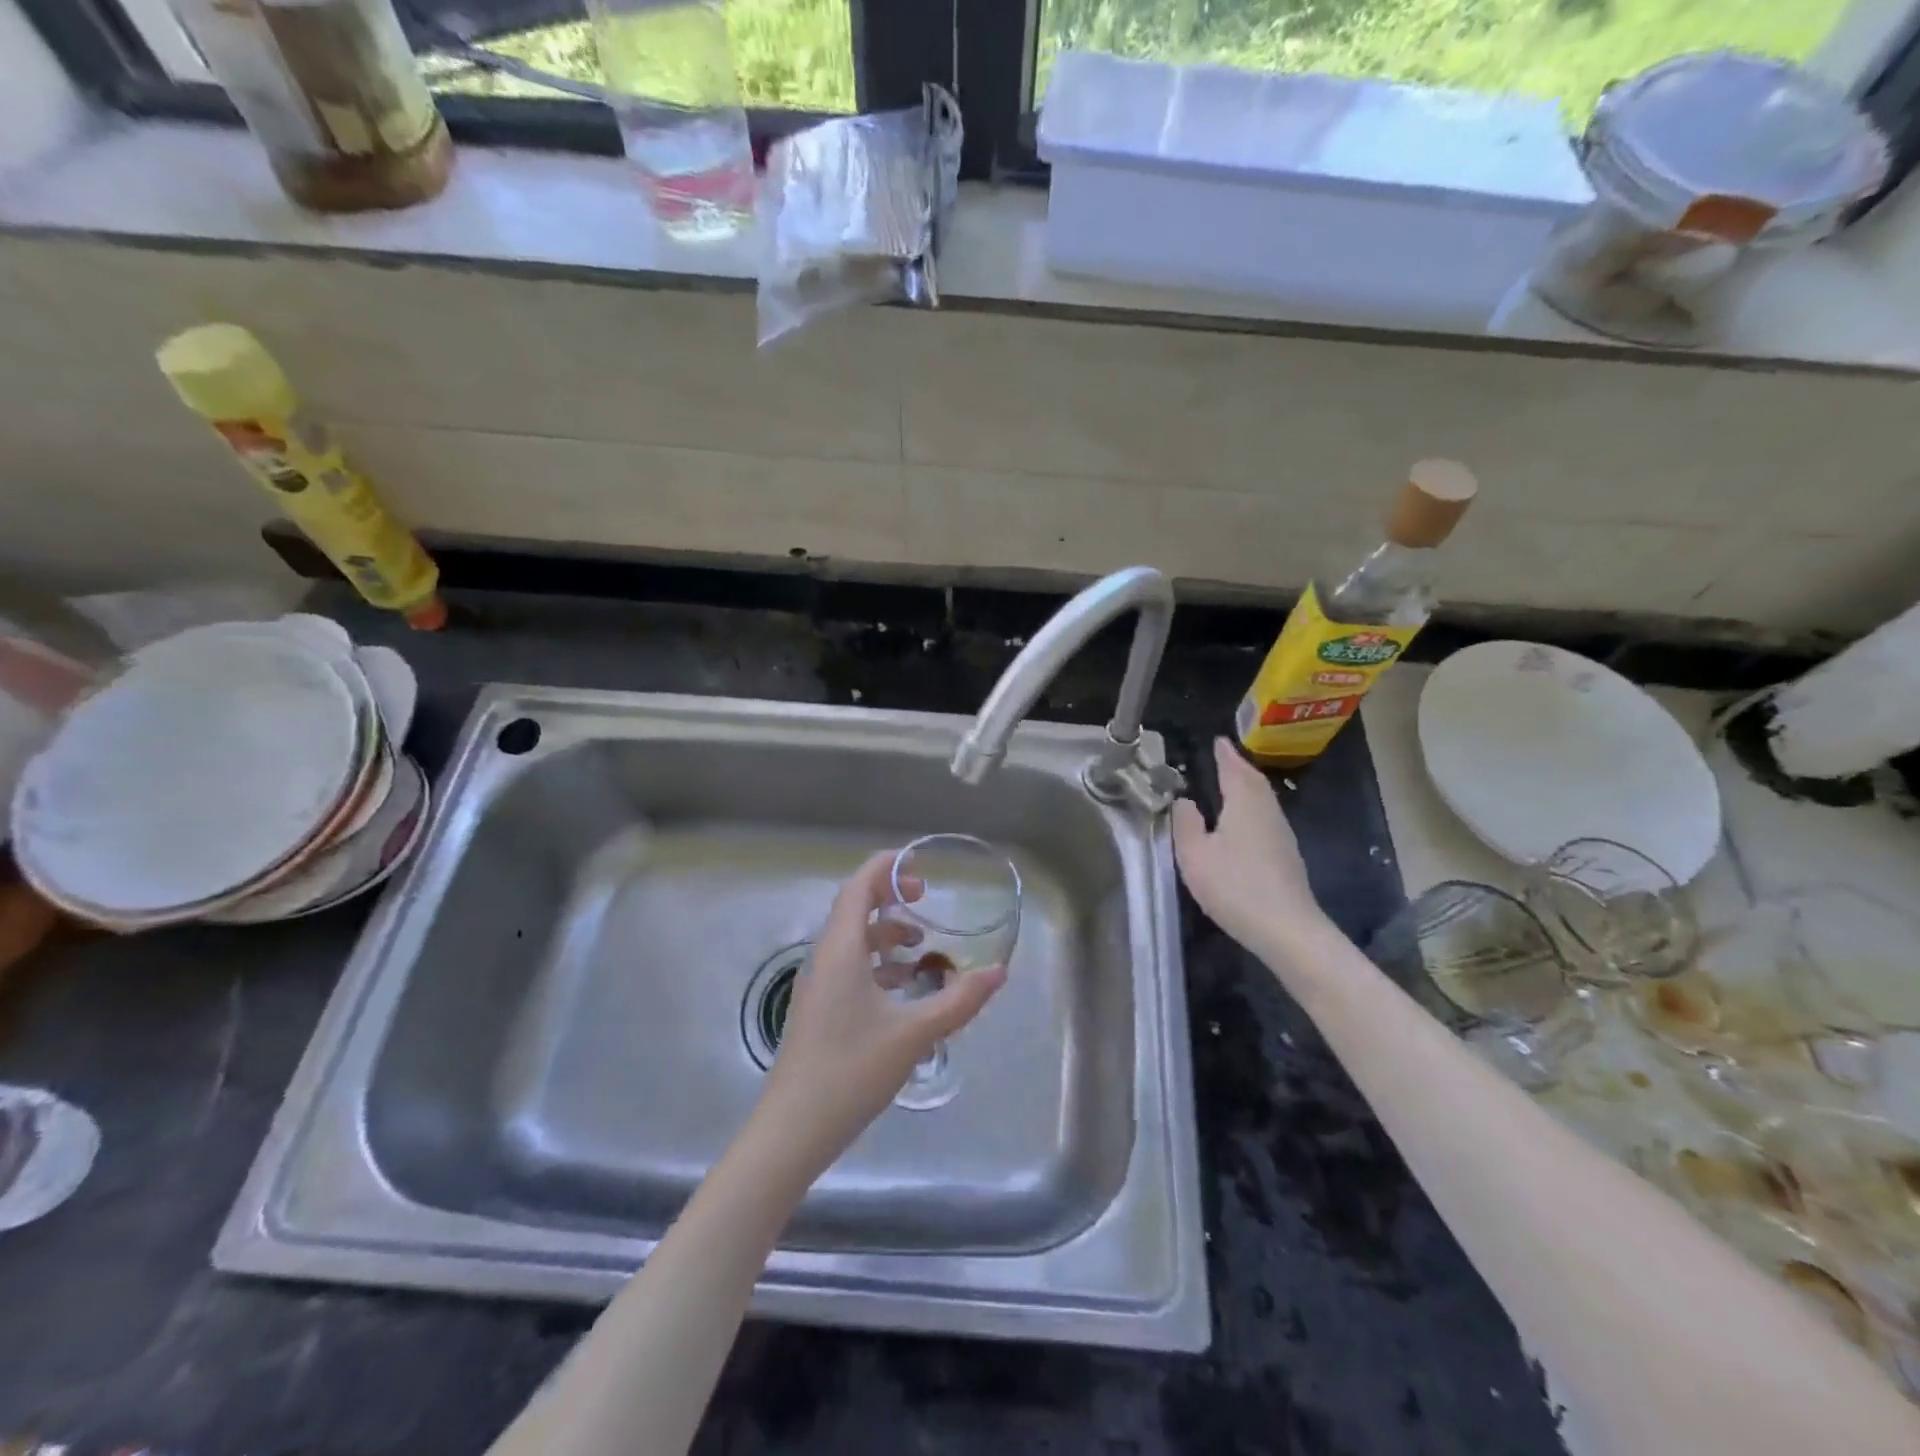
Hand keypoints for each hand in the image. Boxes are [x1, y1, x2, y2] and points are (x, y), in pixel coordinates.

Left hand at [757, 851, 1006, 1175]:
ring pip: (853, 942)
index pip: (859, 887)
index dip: (886, 867)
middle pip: (855, 909)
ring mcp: (818, 986)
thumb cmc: (851, 1070)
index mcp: (841, 950)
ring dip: (886, 935)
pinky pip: (850, 969)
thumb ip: (958, 1000)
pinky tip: (905, 991)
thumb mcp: (913, 1033)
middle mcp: (824, 959)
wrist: (792, 1130)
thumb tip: (998, 972)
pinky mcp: (819, 1011)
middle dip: (891, 898)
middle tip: (926, 901)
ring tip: (923, 949)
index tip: (920, 866)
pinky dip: (878, 965)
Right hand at [1172, 738, 1324, 952]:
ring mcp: (1282, 834)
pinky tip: (1243, 820)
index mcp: (1244, 803)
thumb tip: (1185, 800)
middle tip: (1223, 757)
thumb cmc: (1234, 885)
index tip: (1217, 741)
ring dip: (1247, 787)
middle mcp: (1267, 811)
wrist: (1286, 928)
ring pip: (1263, 799)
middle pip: (1254, 781)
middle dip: (1238, 767)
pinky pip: (1266, 817)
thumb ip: (1185, 822)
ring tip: (1231, 783)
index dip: (1224, 754)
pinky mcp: (1287, 855)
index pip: (1234, 769)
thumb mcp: (1194, 854)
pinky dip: (1253, 807)